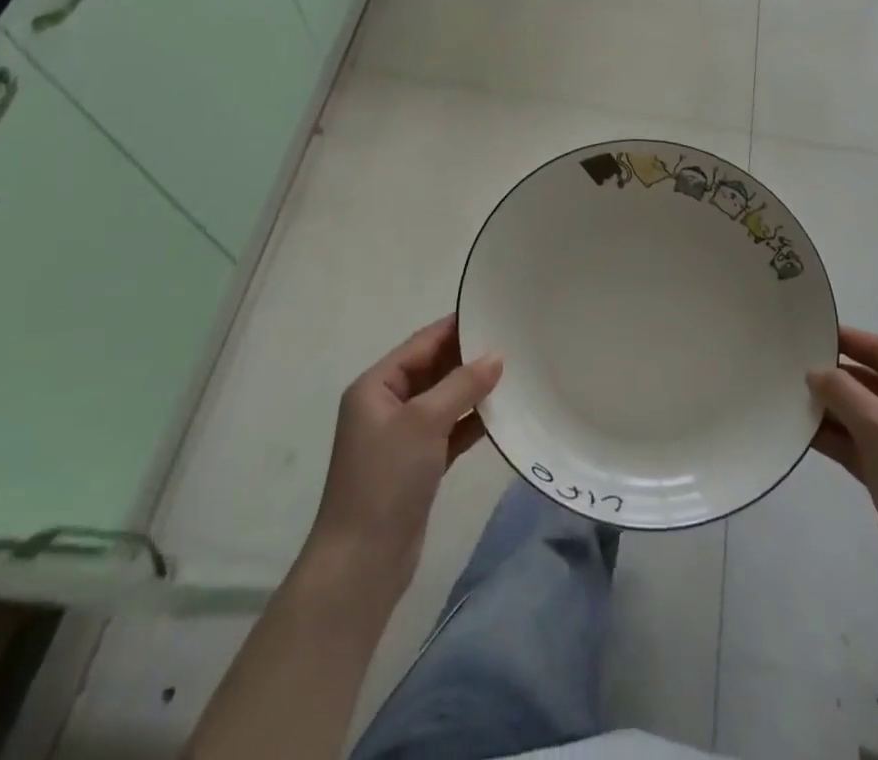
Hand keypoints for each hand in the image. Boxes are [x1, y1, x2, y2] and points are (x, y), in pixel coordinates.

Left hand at [304, 316, 502, 599]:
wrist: (362, 564)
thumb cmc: (386, 480)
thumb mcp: (423, 422)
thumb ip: (461, 385)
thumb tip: (496, 356)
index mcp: (376, 386)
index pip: (421, 344)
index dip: (455, 328)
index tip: (492, 313)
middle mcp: (386, 405)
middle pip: (433, 369)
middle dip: (468, 358)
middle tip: (512, 341)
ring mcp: (402, 437)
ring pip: (444, 401)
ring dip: (473, 390)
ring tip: (514, 372)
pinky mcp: (418, 465)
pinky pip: (449, 430)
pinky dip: (472, 421)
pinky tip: (502, 414)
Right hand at [808, 325, 877, 617]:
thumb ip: (846, 394)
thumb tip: (814, 371)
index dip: (852, 341)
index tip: (812, 330)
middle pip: (875, 384)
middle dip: (837, 375)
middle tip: (791, 362)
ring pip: (863, 416)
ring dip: (831, 407)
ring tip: (788, 393)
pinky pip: (858, 445)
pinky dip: (833, 437)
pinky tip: (801, 429)